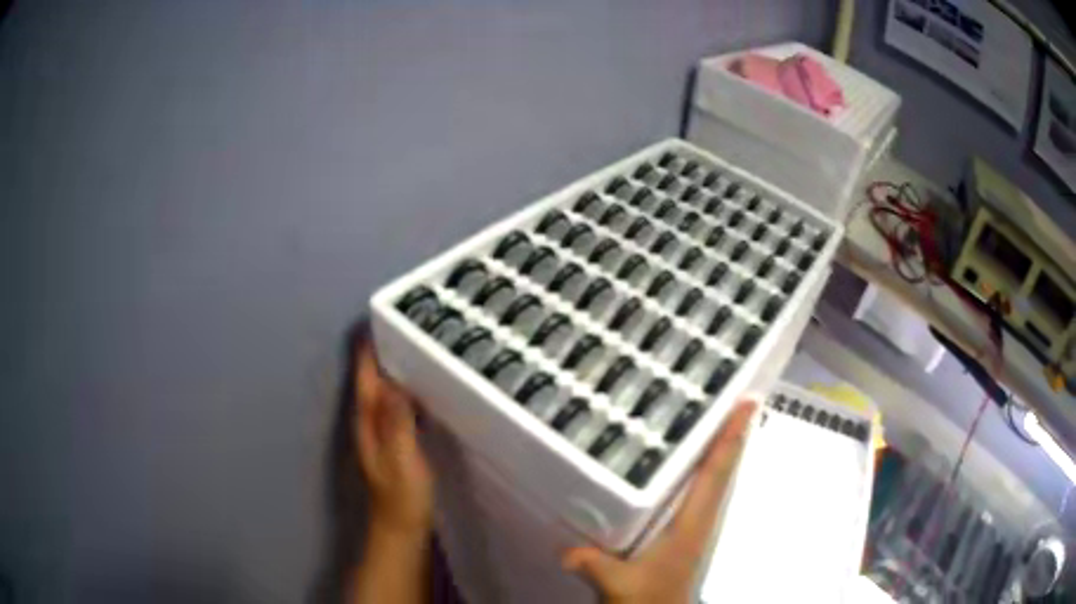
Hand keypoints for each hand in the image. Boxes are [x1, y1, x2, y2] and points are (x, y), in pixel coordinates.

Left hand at [354, 339, 433, 538]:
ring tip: (424, 347)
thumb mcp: (401, 458)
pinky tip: (428, 387)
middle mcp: (370, 420)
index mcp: (367, 420)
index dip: (370, 346)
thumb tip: (394, 382)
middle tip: (413, 324)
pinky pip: (400, 405)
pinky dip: (409, 390)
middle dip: (387, 349)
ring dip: (399, 368)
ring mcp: (382, 430)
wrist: (402, 526)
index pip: (365, 375)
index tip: (385, 316)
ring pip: (387, 389)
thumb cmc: (402, 495)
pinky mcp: (396, 440)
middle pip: (374, 377)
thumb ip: (396, 422)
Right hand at [562, 401, 756, 603]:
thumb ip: (594, 565)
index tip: (747, 403)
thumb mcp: (618, 584)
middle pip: (724, 469)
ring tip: (720, 419)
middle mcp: (702, 518)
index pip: (715, 473)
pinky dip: (707, 469)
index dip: (731, 438)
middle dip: (733, 434)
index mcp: (692, 523)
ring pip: (717, 479)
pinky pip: (703, 491)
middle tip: (738, 398)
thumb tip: (567, 550)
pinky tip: (690, 462)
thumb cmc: (648, 598)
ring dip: (723, 450)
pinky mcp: (688, 532)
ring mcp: (697, 525)